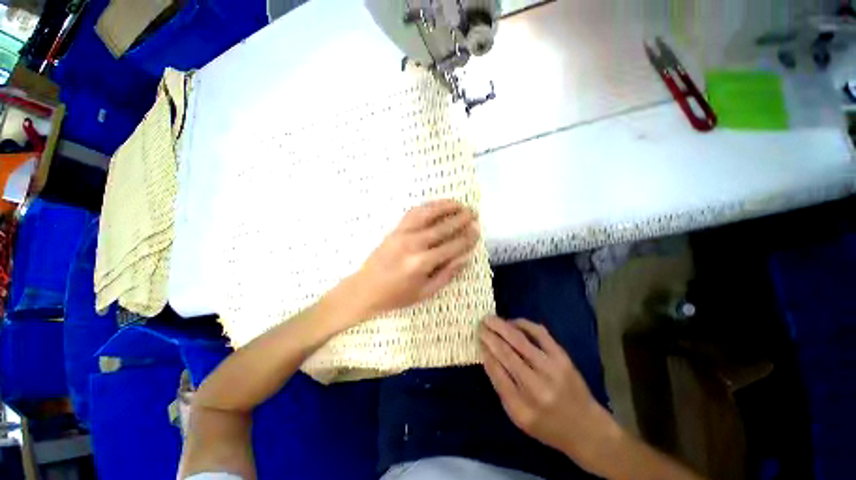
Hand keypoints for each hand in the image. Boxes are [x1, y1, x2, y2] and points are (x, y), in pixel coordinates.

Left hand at [348, 200, 478, 318]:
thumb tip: (466, 257)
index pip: (451, 246)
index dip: (467, 238)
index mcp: (422, 263)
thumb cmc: (396, 296)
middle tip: (474, 214)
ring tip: (459, 204)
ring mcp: (402, 234)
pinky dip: (427, 206)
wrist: (365, 289)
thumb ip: (447, 274)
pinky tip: (437, 205)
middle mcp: (413, 244)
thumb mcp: (425, 292)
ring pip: (427, 214)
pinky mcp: (395, 229)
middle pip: (442, 227)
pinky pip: (413, 212)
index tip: (477, 230)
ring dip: (445, 206)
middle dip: (461, 219)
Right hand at [479, 316, 620, 474]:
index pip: (497, 372)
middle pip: (506, 353)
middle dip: (490, 336)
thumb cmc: (548, 426)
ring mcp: (552, 369)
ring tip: (490, 319)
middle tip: (480, 324)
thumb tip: (487, 356)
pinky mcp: (563, 357)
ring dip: (502, 326)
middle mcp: (537, 387)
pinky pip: (540, 334)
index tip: (478, 339)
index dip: (486, 351)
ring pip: (520, 341)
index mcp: (522, 408)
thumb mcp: (519, 417)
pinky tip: (513, 322)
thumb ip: (501, 387)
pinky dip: (523, 324)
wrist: (586, 428)